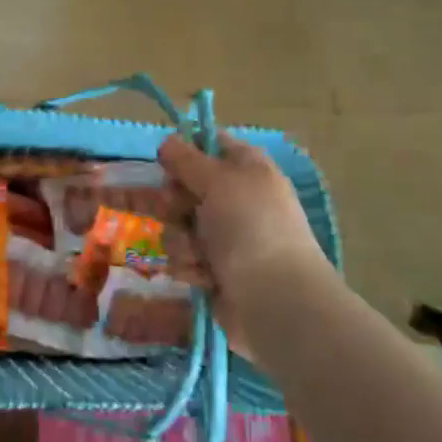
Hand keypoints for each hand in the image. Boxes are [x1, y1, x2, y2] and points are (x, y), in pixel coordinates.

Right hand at [159, 132, 325, 290]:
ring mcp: (224, 236)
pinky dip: (190, 267)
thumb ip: (188, 159)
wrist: (275, 299)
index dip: (184, 151)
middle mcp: (234, 199)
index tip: (166, 162)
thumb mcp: (218, 180)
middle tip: (178, 212)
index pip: (209, 145)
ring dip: (181, 240)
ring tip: (200, 255)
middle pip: (183, 188)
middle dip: (173, 203)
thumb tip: (167, 141)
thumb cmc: (250, 228)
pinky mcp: (213, 269)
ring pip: (176, 225)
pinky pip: (182, 258)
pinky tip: (205, 277)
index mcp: (246, 168)